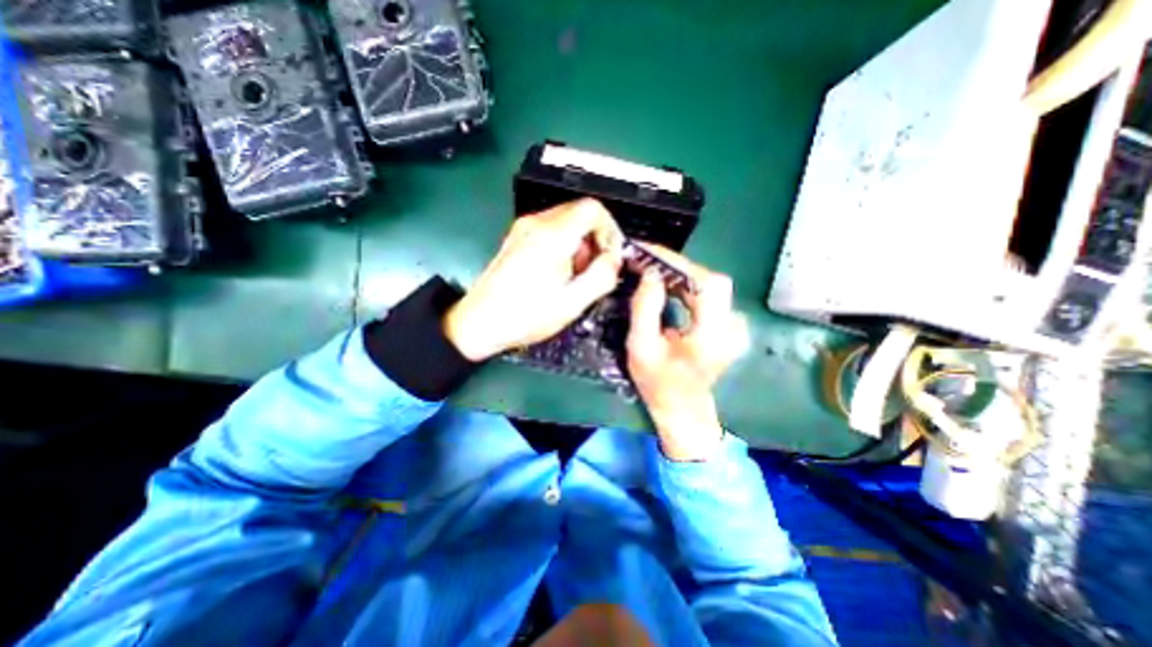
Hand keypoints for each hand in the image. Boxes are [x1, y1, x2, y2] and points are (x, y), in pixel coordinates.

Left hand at [443, 199, 621, 361]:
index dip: (610, 229)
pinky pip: (550, 230)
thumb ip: (602, 276)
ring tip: (574, 275)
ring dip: (579, 243)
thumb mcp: (573, 302)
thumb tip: (613, 259)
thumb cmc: (525, 316)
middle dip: (595, 238)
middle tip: (593, 269)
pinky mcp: (517, 238)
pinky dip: (563, 245)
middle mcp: (536, 223)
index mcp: (552, 236)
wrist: (480, 322)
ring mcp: (523, 228)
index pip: (593, 208)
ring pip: (566, 220)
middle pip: (580, 212)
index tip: (610, 254)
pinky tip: (558, 273)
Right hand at [626, 244, 751, 462]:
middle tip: (646, 261)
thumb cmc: (658, 383)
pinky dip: (688, 284)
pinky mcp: (729, 323)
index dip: (678, 264)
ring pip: (710, 284)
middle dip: (676, 267)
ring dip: (681, 274)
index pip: (705, 284)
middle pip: (710, 280)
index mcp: (713, 337)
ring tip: (652, 271)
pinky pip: (709, 294)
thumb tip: (651, 273)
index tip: (649, 252)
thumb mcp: (640, 348)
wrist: (682, 407)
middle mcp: (733, 327)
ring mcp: (735, 325)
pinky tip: (668, 285)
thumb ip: (645, 309)